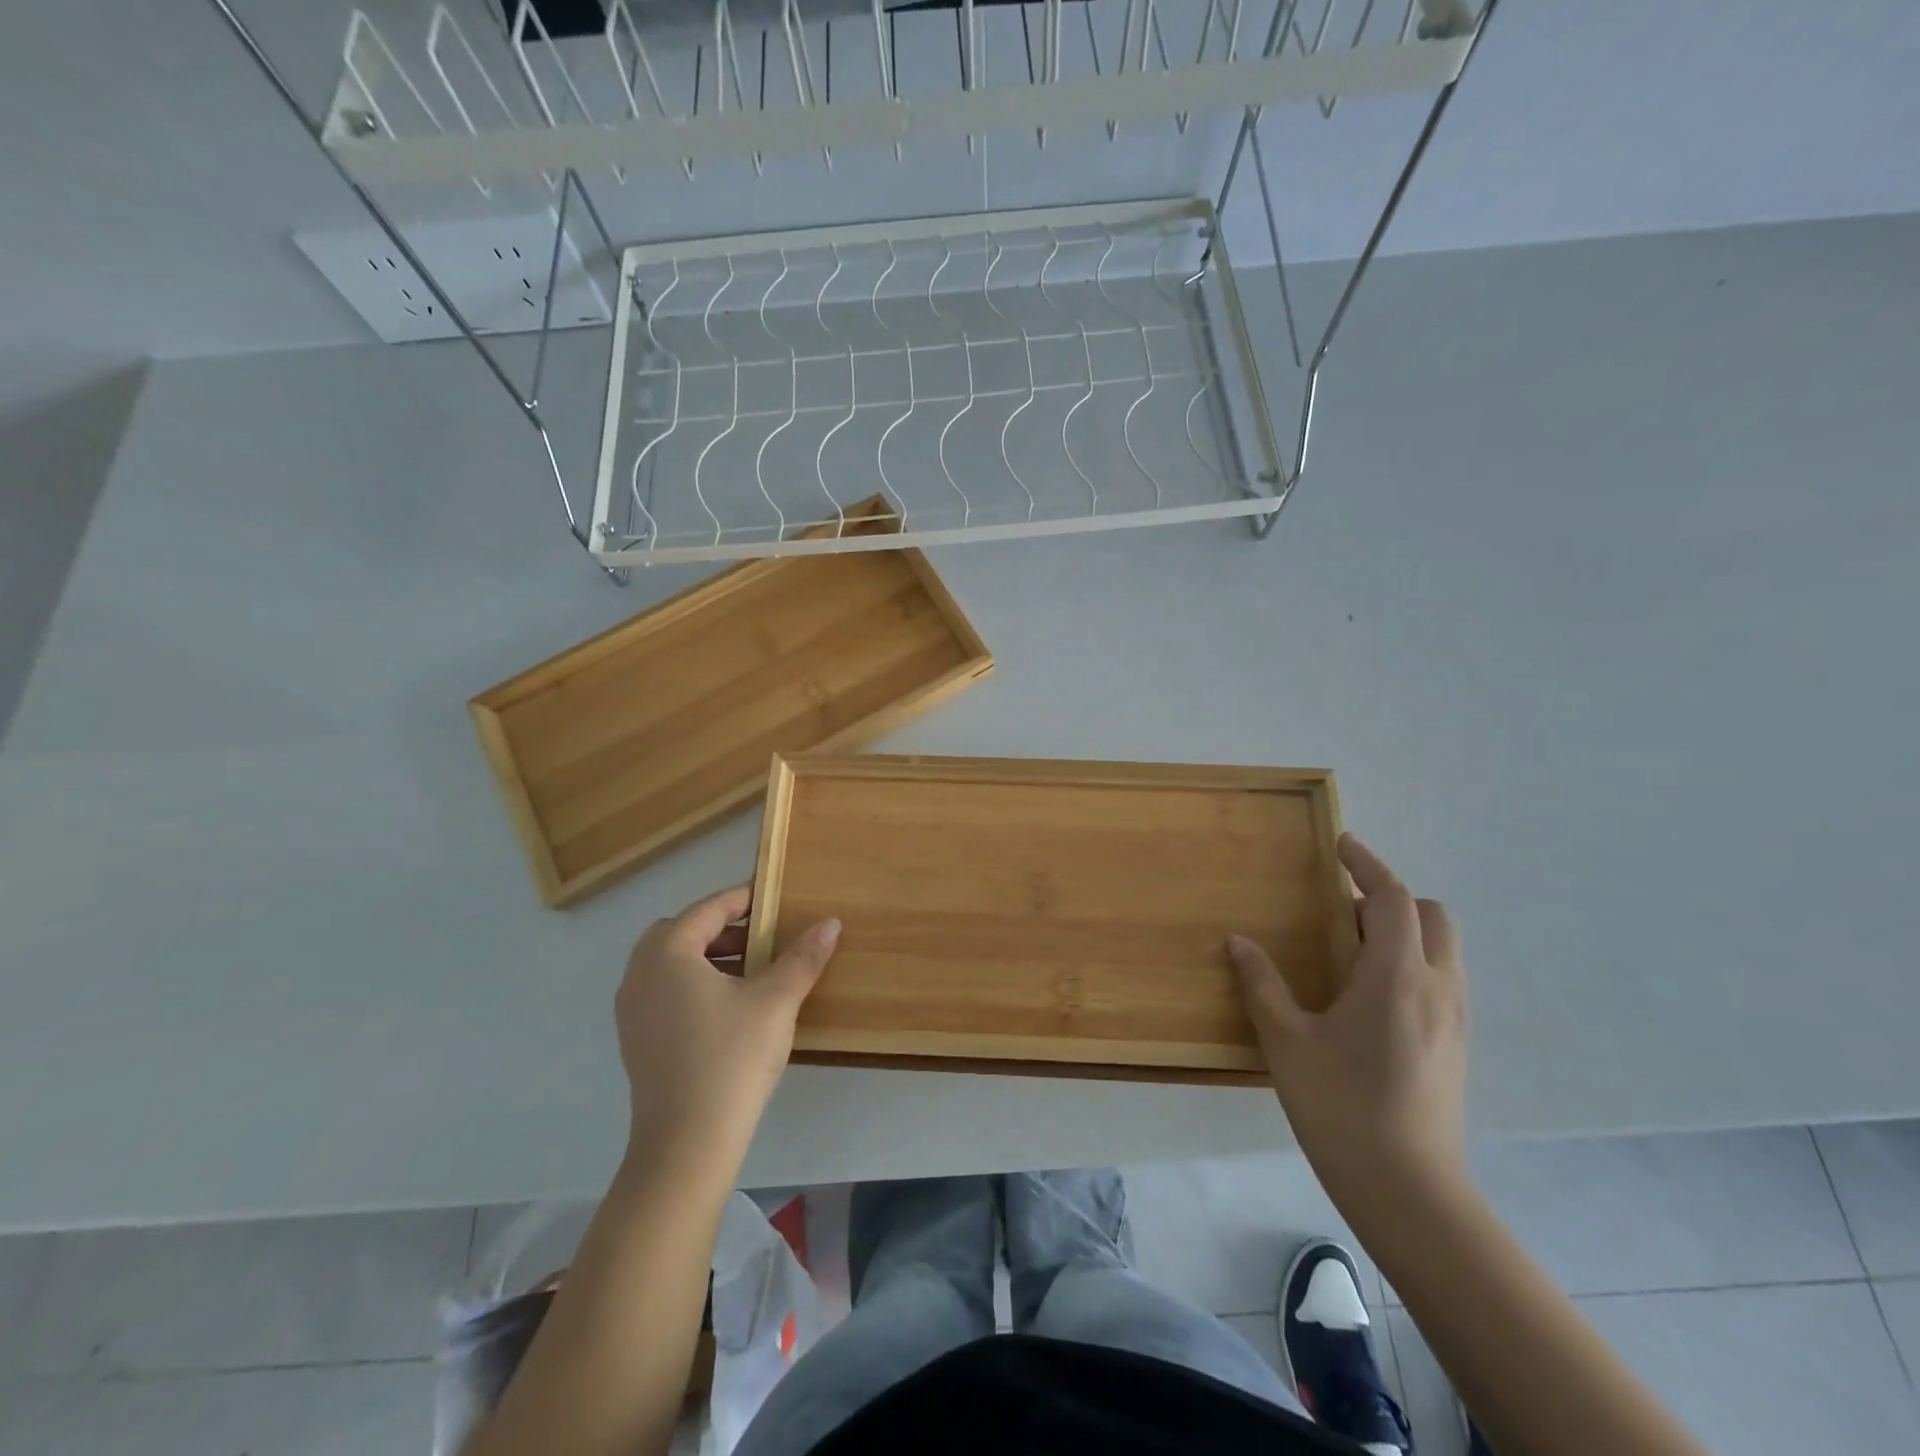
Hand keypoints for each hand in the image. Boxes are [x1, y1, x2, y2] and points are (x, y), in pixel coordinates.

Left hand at [615, 886, 839, 1172]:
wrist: (687, 1144)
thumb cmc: (732, 1057)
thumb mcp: (776, 1000)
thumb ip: (803, 957)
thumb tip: (831, 922)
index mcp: (667, 954)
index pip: (707, 910)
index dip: (742, 900)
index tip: (773, 898)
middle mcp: (639, 975)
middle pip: (681, 933)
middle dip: (722, 929)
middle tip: (761, 939)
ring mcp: (632, 1012)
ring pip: (671, 965)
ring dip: (709, 958)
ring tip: (752, 973)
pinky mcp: (637, 1042)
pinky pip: (665, 993)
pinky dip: (694, 986)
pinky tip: (730, 1009)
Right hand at [1228, 833, 1467, 1207]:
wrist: (1410, 1191)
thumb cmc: (1341, 1106)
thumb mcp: (1287, 1041)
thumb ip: (1262, 984)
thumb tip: (1238, 942)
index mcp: (1395, 976)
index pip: (1393, 900)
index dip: (1367, 866)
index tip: (1341, 845)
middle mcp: (1436, 988)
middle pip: (1432, 916)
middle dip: (1392, 898)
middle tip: (1341, 910)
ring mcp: (1454, 1019)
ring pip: (1442, 949)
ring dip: (1402, 932)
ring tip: (1349, 951)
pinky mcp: (1457, 1046)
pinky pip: (1440, 979)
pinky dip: (1411, 963)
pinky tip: (1368, 996)